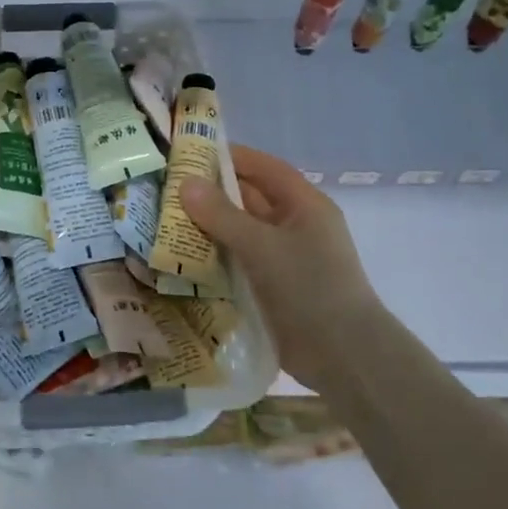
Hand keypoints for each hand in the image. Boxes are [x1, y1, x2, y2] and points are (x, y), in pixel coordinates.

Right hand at [180, 146, 380, 389]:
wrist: (343, 355)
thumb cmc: (309, 287)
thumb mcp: (262, 246)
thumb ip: (222, 215)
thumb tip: (186, 183)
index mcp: (305, 205)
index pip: (264, 168)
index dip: (231, 157)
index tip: (190, 153)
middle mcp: (296, 226)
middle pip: (250, 200)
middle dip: (212, 195)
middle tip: (167, 190)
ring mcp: (285, 258)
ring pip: (241, 233)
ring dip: (209, 229)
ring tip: (164, 223)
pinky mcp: (274, 287)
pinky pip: (239, 262)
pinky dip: (215, 258)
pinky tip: (182, 261)